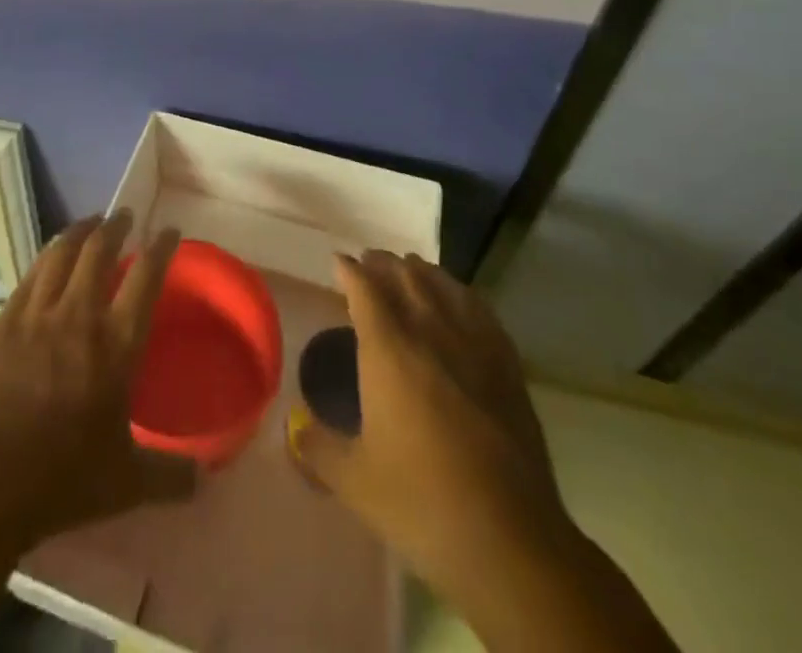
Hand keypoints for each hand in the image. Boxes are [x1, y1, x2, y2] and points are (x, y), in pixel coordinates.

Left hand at [0, 212, 198, 652]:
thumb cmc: (62, 479)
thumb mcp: (126, 484)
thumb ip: (169, 476)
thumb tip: (205, 480)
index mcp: (116, 345)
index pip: (146, 278)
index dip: (161, 248)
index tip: (170, 231)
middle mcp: (79, 316)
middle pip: (100, 251)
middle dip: (115, 226)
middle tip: (123, 216)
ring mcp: (37, 315)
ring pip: (61, 254)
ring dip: (79, 231)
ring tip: (89, 223)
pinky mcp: (4, 323)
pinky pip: (30, 276)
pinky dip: (46, 258)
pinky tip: (49, 258)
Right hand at [292, 252, 572, 611]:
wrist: (509, 540)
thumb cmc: (421, 503)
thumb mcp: (354, 481)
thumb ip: (317, 448)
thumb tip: (293, 430)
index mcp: (389, 350)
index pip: (365, 290)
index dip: (349, 270)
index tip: (338, 261)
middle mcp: (430, 333)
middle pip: (405, 277)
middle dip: (383, 263)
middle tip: (369, 261)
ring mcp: (474, 346)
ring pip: (444, 286)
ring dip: (421, 271)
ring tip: (408, 269)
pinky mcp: (507, 366)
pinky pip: (481, 310)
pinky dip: (461, 293)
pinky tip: (459, 299)